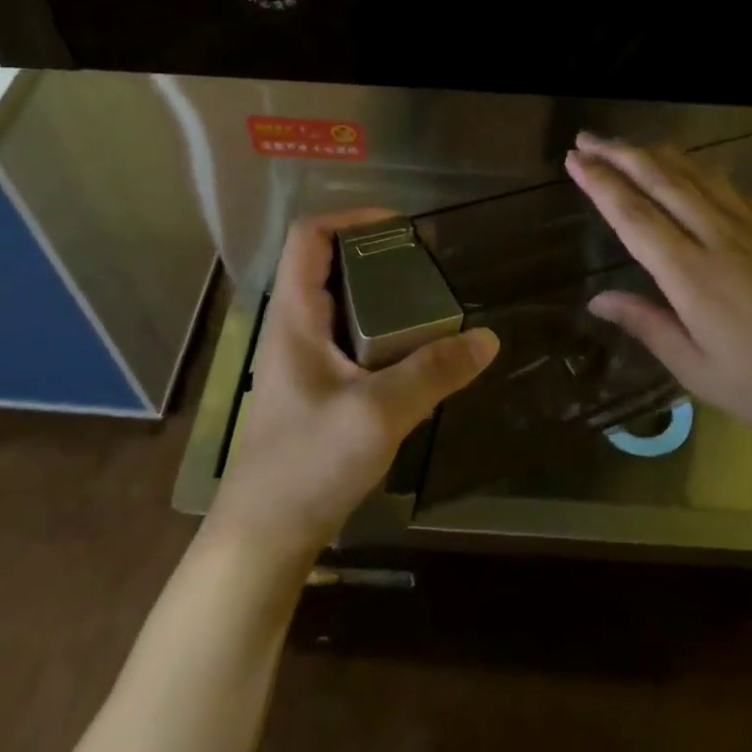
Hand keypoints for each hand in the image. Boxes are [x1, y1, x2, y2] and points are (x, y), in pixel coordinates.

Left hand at [208, 208, 498, 561]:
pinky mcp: (315, 387)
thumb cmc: (308, 463)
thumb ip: (433, 372)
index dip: (351, 216)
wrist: (264, 536)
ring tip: (429, 301)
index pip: (309, 236)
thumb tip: (487, 339)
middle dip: (377, 254)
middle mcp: (294, 326)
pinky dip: (381, 329)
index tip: (401, 226)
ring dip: (381, 293)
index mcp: (295, 315)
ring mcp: (302, 358)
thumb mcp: (378, 413)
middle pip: (329, 263)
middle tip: (427, 265)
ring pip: (342, 302)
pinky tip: (415, 351)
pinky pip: (350, 337)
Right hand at [565, 134, 751, 468]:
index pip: (634, 216)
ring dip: (658, 155)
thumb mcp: (701, 372)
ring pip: (697, 176)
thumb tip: (598, 299)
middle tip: (588, 137)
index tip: (574, 159)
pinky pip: (731, 188)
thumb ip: (648, 326)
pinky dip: (701, 170)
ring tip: (630, 144)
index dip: (600, 183)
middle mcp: (720, 238)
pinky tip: (693, 168)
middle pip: (662, 181)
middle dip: (620, 154)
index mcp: (693, 276)